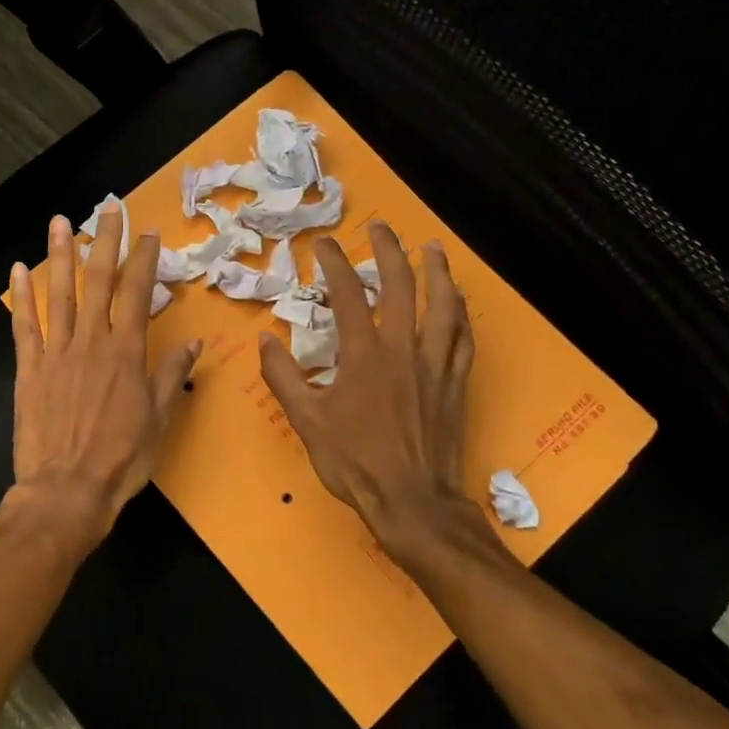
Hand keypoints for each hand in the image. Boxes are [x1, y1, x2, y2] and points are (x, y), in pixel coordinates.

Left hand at [8, 205, 200, 553]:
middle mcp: (91, 342)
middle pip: (98, 281)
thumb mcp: (159, 419)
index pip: (137, 293)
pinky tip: (17, 270)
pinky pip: (24, 326)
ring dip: (60, 255)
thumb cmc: (121, 459)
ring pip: (59, 294)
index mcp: (126, 353)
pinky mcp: (28, 369)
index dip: (143, 259)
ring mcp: (56, 353)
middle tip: (108, 207)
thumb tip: (194, 341)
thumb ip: (172, 375)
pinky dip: (21, 298)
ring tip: (61, 222)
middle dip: (105, 241)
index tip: (148, 233)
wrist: (67, 490)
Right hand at [258, 223, 498, 579]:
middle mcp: (403, 350)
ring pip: (443, 306)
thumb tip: (265, 339)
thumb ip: (283, 378)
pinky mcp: (455, 383)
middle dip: (390, 251)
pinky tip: (458, 304)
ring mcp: (435, 365)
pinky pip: (463, 339)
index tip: (324, 245)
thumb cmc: (355, 462)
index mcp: (364, 356)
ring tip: (432, 249)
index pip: (349, 295)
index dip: (335, 264)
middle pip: (402, 287)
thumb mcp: (306, 422)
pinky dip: (461, 315)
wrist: (412, 501)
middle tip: (382, 227)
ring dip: (438, 272)